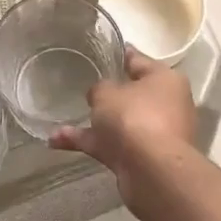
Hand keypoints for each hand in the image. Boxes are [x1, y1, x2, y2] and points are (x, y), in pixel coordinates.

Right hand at [50, 47, 197, 190]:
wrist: (152, 170)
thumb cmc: (134, 117)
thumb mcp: (107, 93)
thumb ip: (99, 88)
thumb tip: (100, 95)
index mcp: (165, 79)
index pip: (139, 60)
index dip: (119, 54)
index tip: (102, 50)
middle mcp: (165, 104)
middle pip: (132, 94)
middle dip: (108, 94)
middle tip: (82, 87)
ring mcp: (154, 133)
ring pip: (119, 122)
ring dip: (92, 122)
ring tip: (60, 120)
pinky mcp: (141, 157)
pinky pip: (110, 144)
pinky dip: (87, 141)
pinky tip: (56, 141)